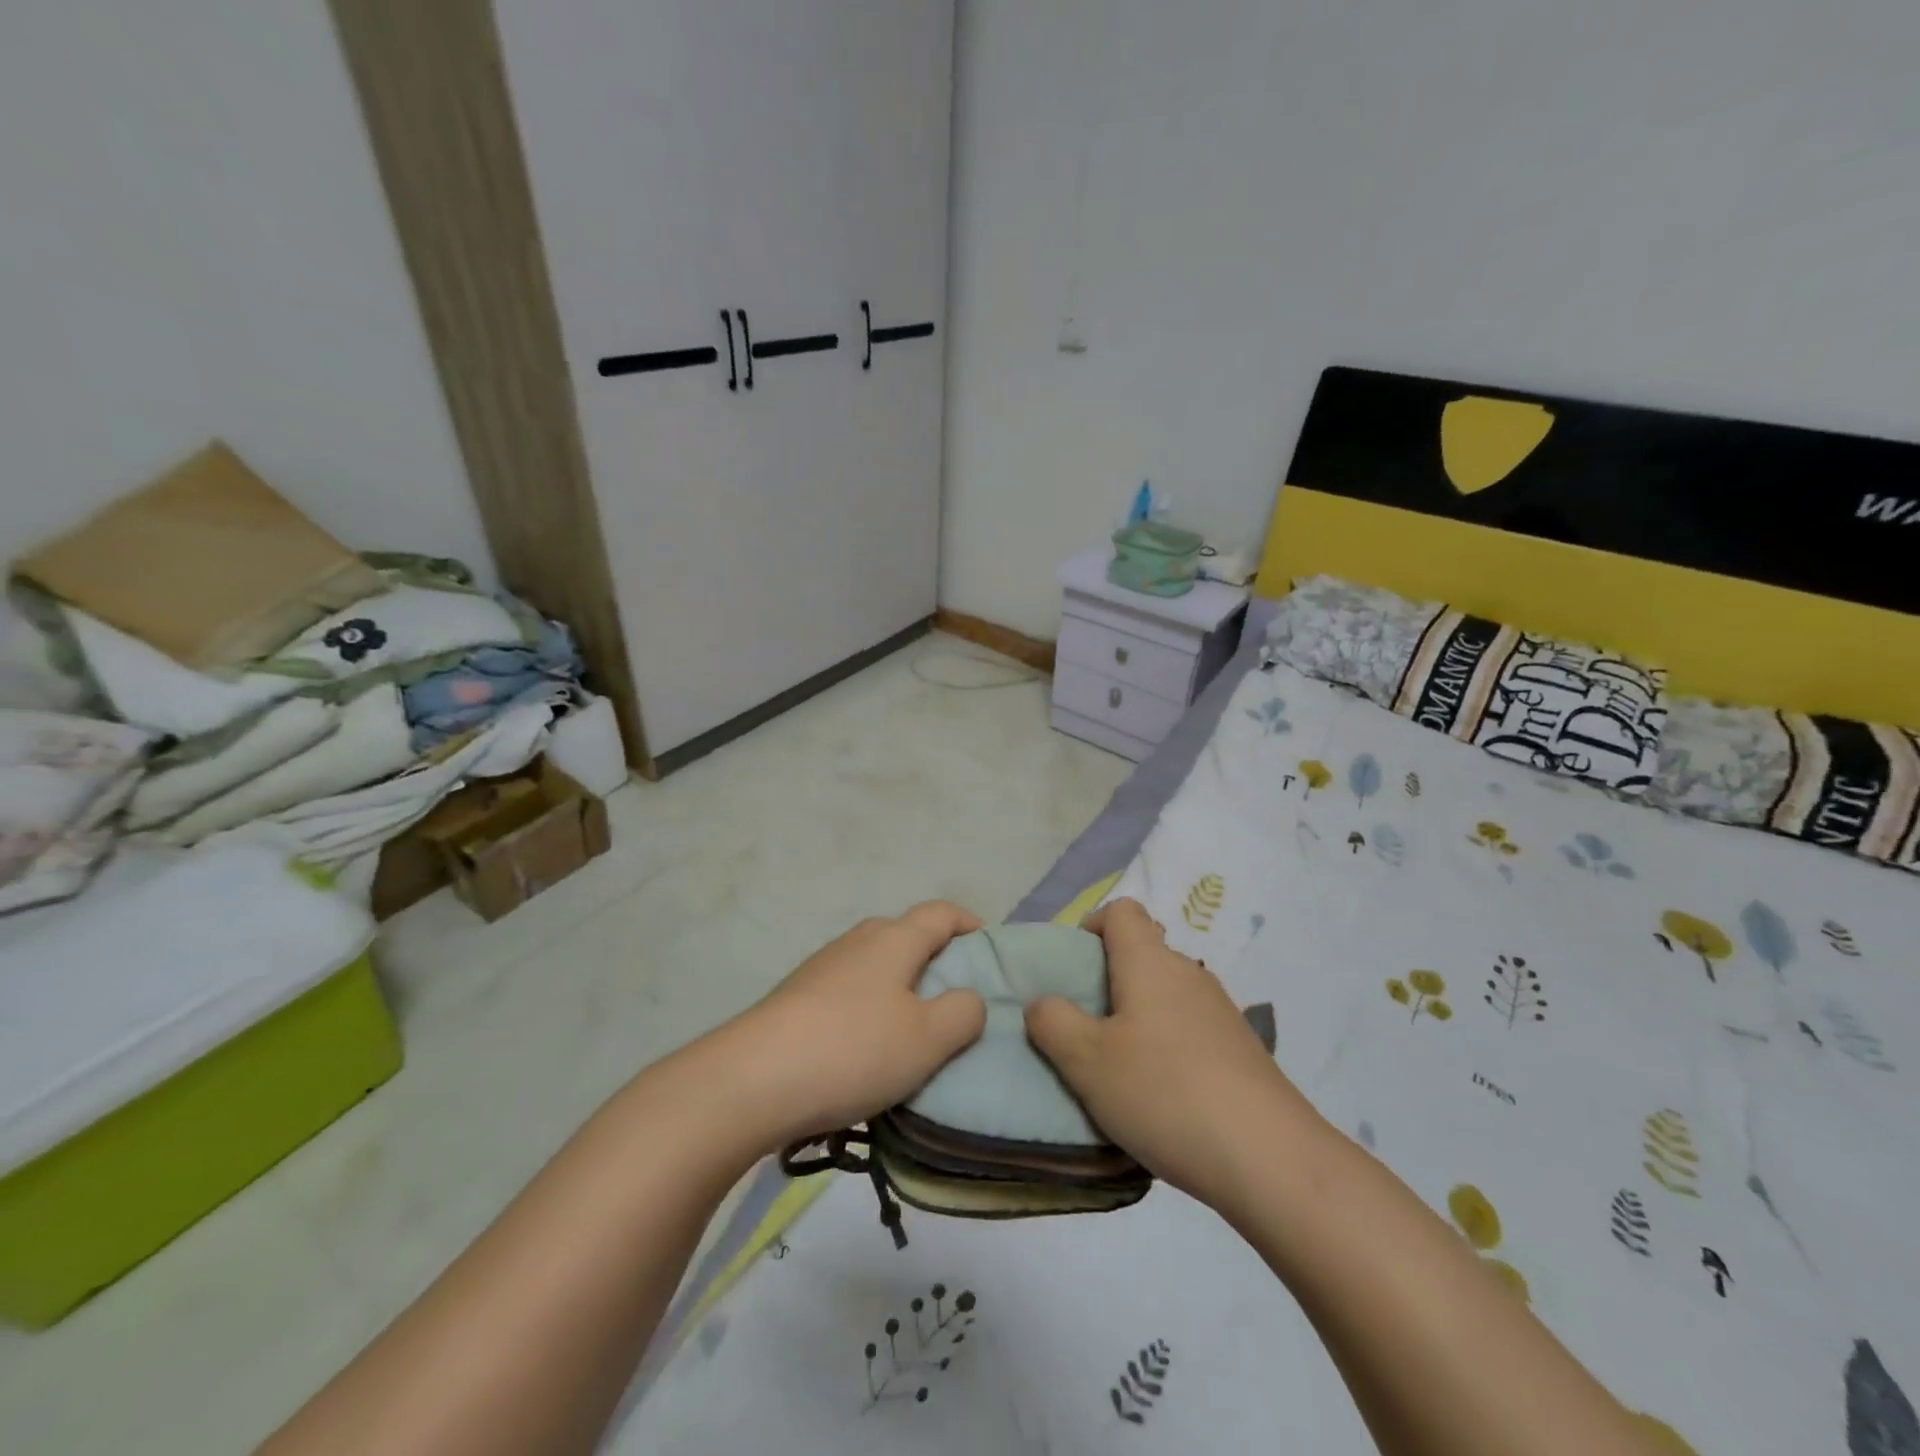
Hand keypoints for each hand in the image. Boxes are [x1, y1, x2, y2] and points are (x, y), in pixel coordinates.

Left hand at [728, 902, 987, 1145]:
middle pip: (906, 934)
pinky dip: (870, 1005)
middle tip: (956, 997)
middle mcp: (857, 941)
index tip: (989, 950)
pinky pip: (849, 989)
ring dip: (901, 985)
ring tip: (914, 1028)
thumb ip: (962, 1013)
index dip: (970, 924)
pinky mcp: (797, 995)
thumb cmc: (853, 1050)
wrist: (752, 1079)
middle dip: (936, 958)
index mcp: (894, 939)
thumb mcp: (927, 1039)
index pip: (941, 913)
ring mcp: (822, 966)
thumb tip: (970, 997)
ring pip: (876, 963)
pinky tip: (867, 1046)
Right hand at [1024, 898, 1321, 1205]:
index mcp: (1149, 961)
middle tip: (1085, 1028)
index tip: (1072, 970)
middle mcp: (1188, 973)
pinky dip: (1166, 1044)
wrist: (1270, 1158)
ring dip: (1137, 1017)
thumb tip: (1042, 1002)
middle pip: (1142, 952)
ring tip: (1119, 1068)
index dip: (1091, 927)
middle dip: (1108, 980)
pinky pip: (1189, 1027)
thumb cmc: (1164, 1093)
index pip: (1121, 911)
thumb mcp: (1087, 1061)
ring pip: (1165, 993)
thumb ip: (1052, 1022)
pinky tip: (1161, 1095)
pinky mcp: (1241, 1048)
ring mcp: (1220, 1010)